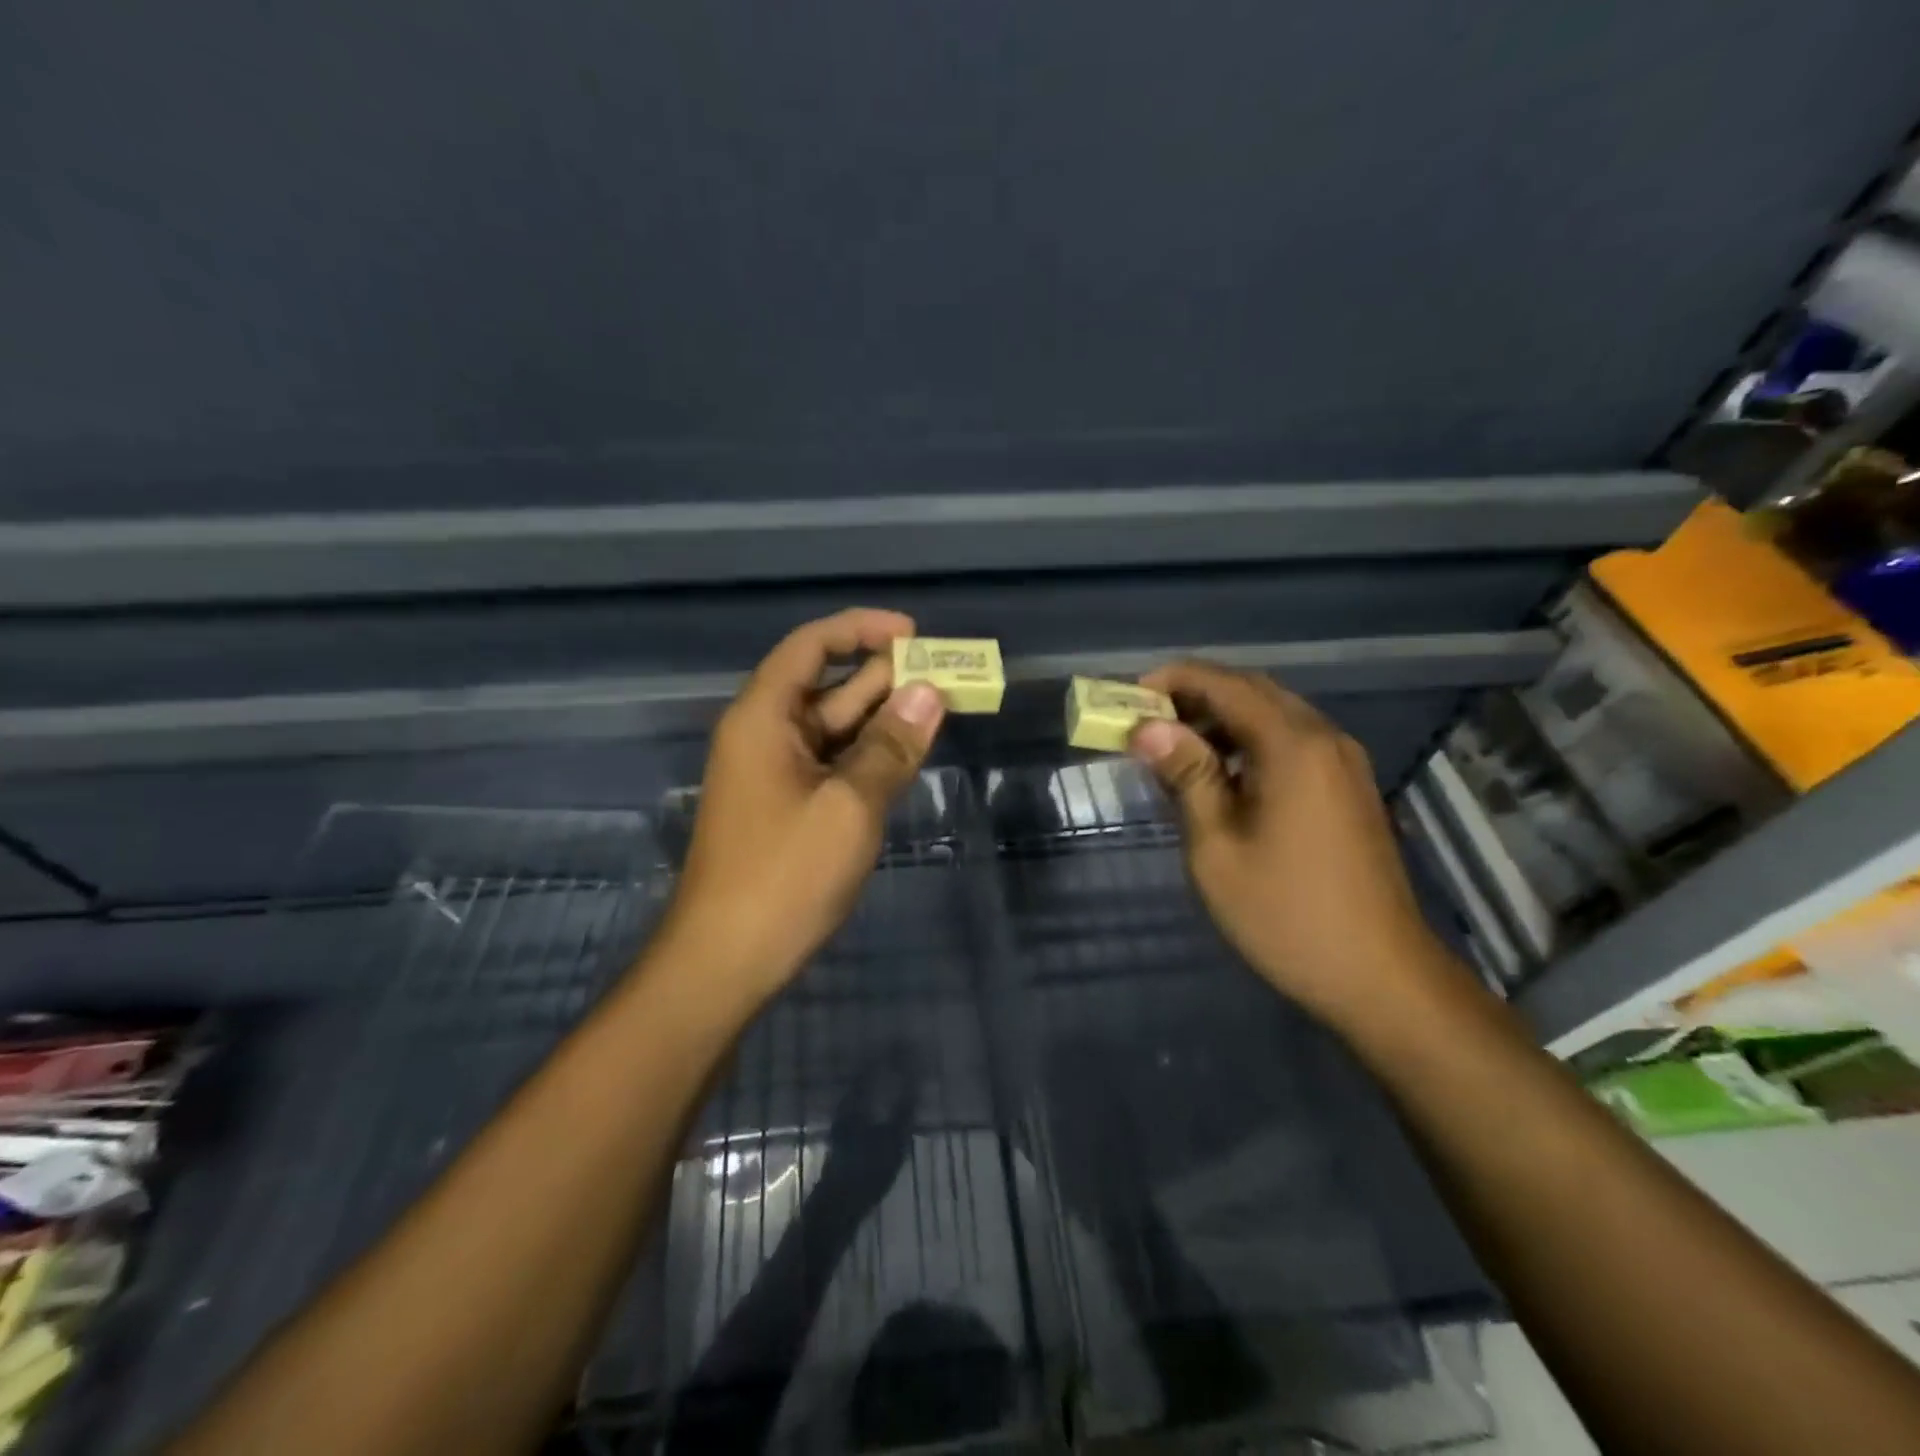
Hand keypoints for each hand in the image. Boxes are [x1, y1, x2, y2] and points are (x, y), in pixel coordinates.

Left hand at [657, 609, 944, 1001]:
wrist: (726, 961)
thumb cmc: (784, 876)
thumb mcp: (849, 806)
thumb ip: (891, 746)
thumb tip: (931, 694)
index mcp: (764, 718)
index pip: (811, 646)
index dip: (861, 629)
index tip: (914, 633)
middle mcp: (766, 735)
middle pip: (829, 685)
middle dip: (886, 677)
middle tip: (948, 676)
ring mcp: (776, 774)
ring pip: (836, 728)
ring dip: (884, 718)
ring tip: (942, 709)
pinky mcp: (789, 807)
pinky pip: (834, 764)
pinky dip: (870, 756)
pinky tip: (908, 755)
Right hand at [1129, 660, 1455, 1028]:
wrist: (1380, 975)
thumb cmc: (1285, 913)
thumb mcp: (1217, 847)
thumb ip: (1187, 777)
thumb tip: (1148, 728)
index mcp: (1294, 746)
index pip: (1225, 684)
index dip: (1173, 680)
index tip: (1129, 698)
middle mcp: (1325, 739)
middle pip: (1252, 691)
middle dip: (1195, 695)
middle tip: (1146, 721)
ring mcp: (1343, 763)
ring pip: (1274, 715)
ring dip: (1222, 718)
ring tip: (1173, 748)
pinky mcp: (1348, 787)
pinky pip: (1292, 742)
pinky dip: (1249, 742)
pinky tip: (1220, 775)